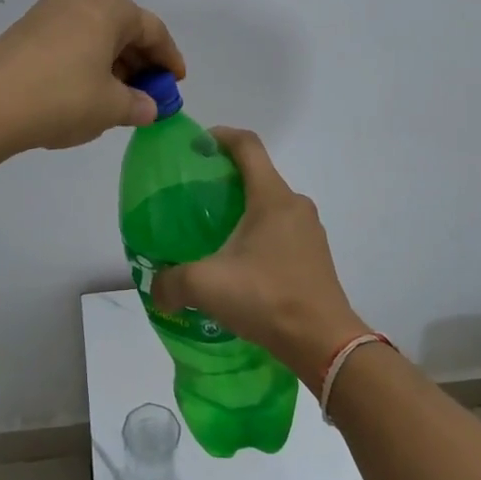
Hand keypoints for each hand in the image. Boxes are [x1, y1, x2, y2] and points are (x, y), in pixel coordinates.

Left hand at [0, 0, 185, 152]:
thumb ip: (139, 104)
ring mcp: (50, 9)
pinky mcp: (28, 26)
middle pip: (124, 28)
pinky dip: (87, 61)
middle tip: (150, 94)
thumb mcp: (111, 107)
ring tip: (120, 97)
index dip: (169, 59)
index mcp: (109, 6)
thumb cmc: (62, 98)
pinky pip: (72, 39)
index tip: (177, 83)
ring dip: (113, 63)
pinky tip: (87, 90)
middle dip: (140, 62)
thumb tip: (147, 106)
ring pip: (96, 33)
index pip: (153, 30)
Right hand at [152, 128, 369, 390]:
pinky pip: (281, 230)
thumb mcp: (207, 286)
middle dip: (226, 178)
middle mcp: (295, 205)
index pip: (247, 146)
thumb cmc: (267, 298)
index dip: (221, 136)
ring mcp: (310, 231)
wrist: (323, 343)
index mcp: (272, 197)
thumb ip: (171, 282)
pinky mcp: (315, 256)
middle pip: (258, 174)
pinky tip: (239, 263)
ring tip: (213, 232)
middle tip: (195, 196)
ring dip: (243, 209)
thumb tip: (156, 287)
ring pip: (270, 204)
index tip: (196, 145)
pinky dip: (258, 233)